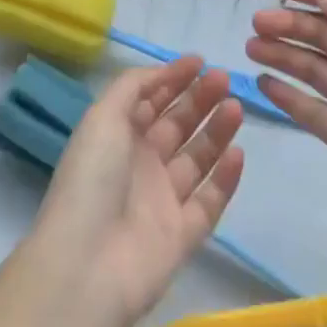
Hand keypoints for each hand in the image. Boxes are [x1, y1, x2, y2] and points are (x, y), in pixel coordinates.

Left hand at [29, 58, 245, 326]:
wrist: (87, 265)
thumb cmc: (92, 180)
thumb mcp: (103, 117)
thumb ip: (133, 86)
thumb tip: (163, 71)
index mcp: (117, 138)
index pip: (150, 101)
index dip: (173, 79)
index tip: (200, 61)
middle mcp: (140, 165)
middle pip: (177, 125)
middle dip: (199, 99)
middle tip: (224, 80)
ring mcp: (163, 201)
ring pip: (197, 159)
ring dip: (217, 131)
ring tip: (235, 107)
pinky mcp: (183, 235)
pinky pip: (210, 201)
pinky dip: (225, 178)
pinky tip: (238, 153)